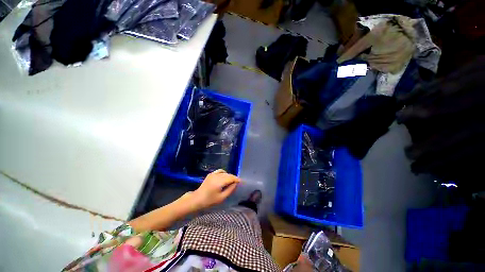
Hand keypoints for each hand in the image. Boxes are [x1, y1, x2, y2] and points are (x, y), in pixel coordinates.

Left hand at [191, 169, 240, 208]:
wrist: (197, 199)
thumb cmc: (209, 201)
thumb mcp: (221, 197)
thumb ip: (230, 190)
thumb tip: (236, 184)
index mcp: (219, 181)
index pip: (231, 178)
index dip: (237, 179)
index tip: (241, 182)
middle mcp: (217, 175)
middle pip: (228, 174)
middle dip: (234, 178)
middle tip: (237, 183)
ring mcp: (213, 174)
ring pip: (225, 173)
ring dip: (229, 176)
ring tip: (231, 181)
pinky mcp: (211, 174)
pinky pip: (220, 171)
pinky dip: (224, 173)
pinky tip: (224, 177)